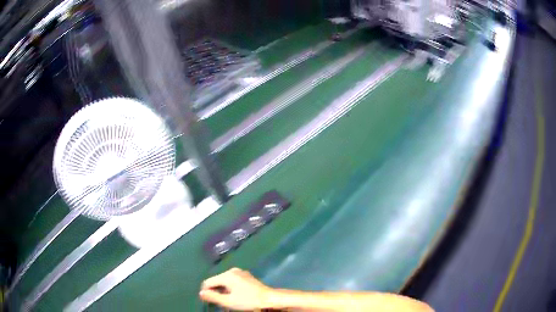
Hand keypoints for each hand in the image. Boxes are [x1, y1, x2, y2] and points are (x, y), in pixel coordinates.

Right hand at [200, 268, 273, 310]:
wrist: (270, 299)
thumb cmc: (248, 301)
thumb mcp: (228, 301)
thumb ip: (213, 297)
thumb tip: (201, 293)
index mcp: (226, 275)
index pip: (208, 282)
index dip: (206, 293)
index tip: (209, 303)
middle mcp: (232, 271)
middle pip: (216, 281)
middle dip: (215, 292)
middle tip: (220, 304)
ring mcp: (240, 273)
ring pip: (224, 282)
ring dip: (223, 292)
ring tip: (228, 302)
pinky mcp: (246, 276)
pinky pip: (232, 282)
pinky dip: (230, 289)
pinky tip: (236, 297)